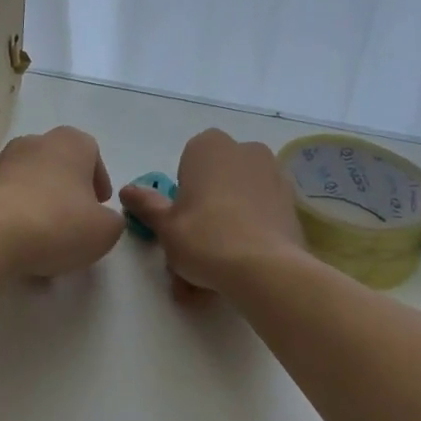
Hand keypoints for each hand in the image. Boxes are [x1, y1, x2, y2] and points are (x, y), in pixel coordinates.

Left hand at [0, 127, 125, 277]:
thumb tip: (102, 219)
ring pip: (29, 181)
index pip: (91, 152)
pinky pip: (5, 199)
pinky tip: (18, 243)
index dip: (98, 180)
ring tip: (45, 237)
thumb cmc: (58, 224)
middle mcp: (33, 143)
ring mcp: (0, 162)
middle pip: (58, 164)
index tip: (100, 206)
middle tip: (75, 220)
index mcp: (70, 143)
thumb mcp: (105, 231)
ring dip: (40, 202)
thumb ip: (112, 222)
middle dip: (68, 189)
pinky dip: (15, 216)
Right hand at [118, 129, 305, 294]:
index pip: (189, 162)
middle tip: (194, 251)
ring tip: (214, 274)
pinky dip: (250, 236)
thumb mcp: (165, 225)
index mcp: (211, 146)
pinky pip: (261, 217)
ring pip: (240, 202)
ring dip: (226, 228)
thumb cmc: (204, 237)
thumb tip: (127, 190)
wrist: (265, 268)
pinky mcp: (292, 204)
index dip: (184, 192)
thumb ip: (147, 204)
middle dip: (206, 212)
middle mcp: (246, 151)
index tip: (181, 219)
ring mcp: (274, 175)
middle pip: (217, 182)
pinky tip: (241, 269)